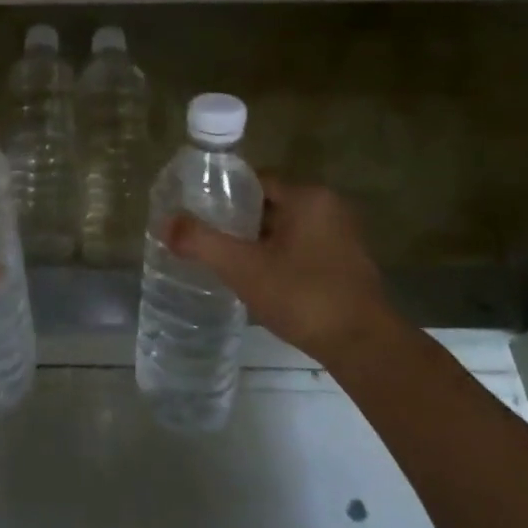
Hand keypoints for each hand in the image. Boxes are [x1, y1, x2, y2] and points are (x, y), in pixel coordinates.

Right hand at [167, 179, 407, 374]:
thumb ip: (201, 242)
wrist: (363, 346)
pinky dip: (278, 258)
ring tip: (226, 261)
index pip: (256, 181)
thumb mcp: (243, 267)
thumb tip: (164, 223)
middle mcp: (329, 208)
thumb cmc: (303, 296)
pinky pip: (301, 248)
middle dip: (239, 221)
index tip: (199, 213)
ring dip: (258, 242)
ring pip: (285, 229)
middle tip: (207, 240)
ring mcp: (341, 237)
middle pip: (270, 204)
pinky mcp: (345, 264)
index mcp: (308, 197)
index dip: (224, 195)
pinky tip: (258, 281)